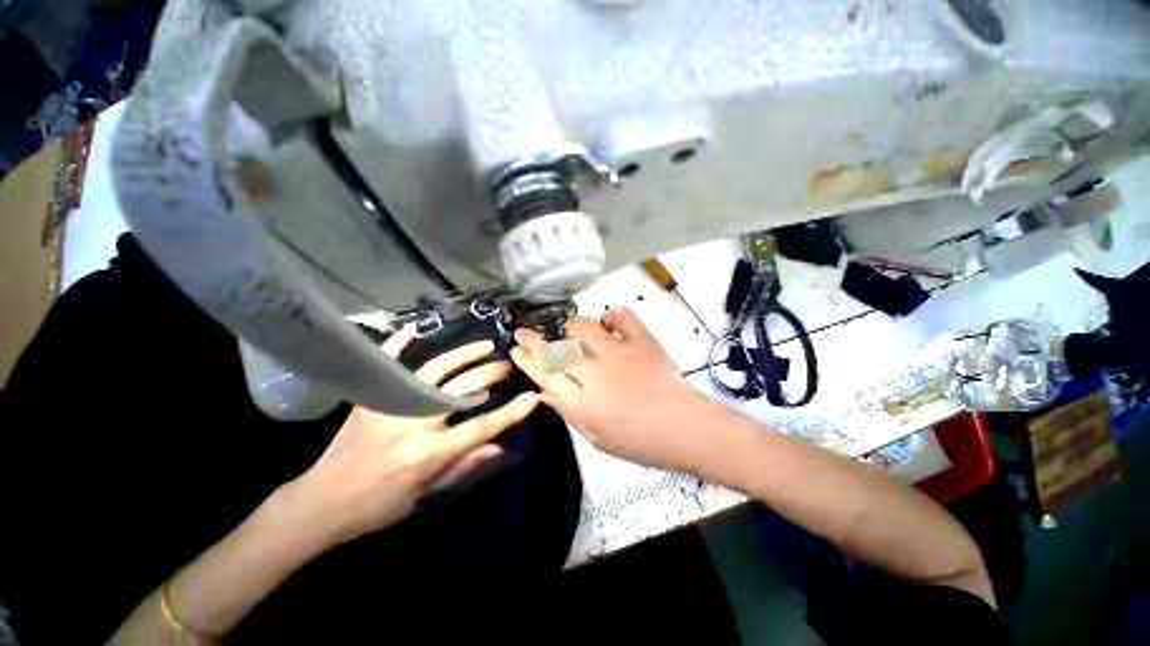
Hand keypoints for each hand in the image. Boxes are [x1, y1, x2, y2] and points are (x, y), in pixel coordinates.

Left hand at [287, 326, 538, 545]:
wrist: (322, 502)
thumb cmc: (380, 505)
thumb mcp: (428, 495)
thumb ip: (467, 467)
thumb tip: (501, 448)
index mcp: (430, 453)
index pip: (480, 428)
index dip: (510, 413)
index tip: (531, 397)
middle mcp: (415, 423)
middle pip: (462, 390)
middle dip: (490, 375)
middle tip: (506, 366)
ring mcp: (391, 405)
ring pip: (435, 370)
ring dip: (464, 355)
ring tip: (484, 345)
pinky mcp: (372, 397)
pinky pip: (388, 363)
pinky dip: (401, 343)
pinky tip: (417, 327)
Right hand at [511, 308, 714, 472]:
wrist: (686, 429)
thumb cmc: (640, 442)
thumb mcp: (597, 439)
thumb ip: (569, 413)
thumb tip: (544, 392)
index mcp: (584, 405)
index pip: (545, 376)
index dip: (527, 360)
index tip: (515, 349)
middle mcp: (596, 376)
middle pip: (556, 351)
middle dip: (534, 339)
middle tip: (523, 331)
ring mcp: (620, 354)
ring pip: (583, 329)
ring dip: (570, 327)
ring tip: (568, 331)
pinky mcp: (642, 341)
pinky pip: (621, 317)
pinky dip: (611, 316)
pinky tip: (607, 323)